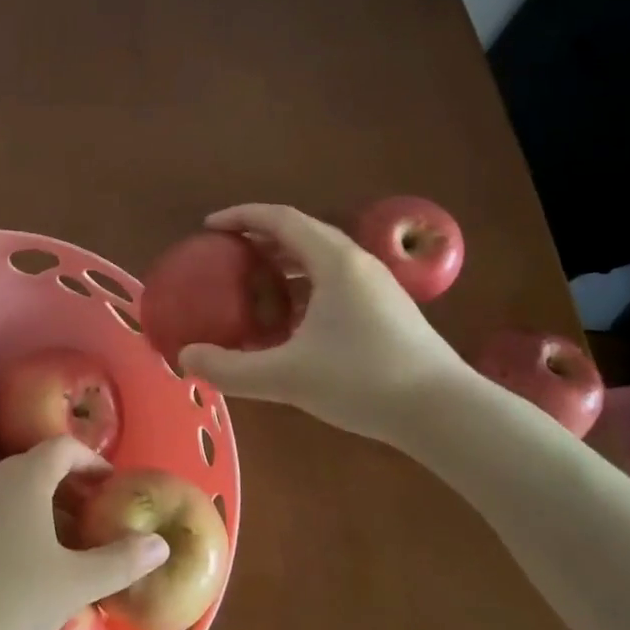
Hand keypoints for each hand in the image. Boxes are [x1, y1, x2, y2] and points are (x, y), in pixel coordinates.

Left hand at [0, 438, 168, 629]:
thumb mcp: (74, 584)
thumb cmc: (10, 600)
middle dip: (68, 486)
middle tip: (93, 518)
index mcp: (25, 478)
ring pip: (12, 493)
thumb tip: (160, 543)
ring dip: (42, 509)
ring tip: (63, 547)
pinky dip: (15, 526)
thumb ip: (120, 561)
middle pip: (36, 467)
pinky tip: (22, 569)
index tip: (109, 486)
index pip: (62, 447)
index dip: (90, 461)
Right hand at [178, 203, 470, 446]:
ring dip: (284, 264)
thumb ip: (230, 368)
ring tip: (254, 285)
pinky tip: (292, 322)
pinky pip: (335, 282)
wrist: (445, 412)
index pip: (280, 219)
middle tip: (227, 254)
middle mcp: (357, 263)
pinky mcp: (388, 309)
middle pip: (301, 234)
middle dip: (260, 238)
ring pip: (321, 259)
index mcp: (334, 262)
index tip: (209, 226)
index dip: (241, 216)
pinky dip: (305, 287)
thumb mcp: (287, 377)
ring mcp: (377, 286)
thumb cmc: (363, 381)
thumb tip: (184, 359)